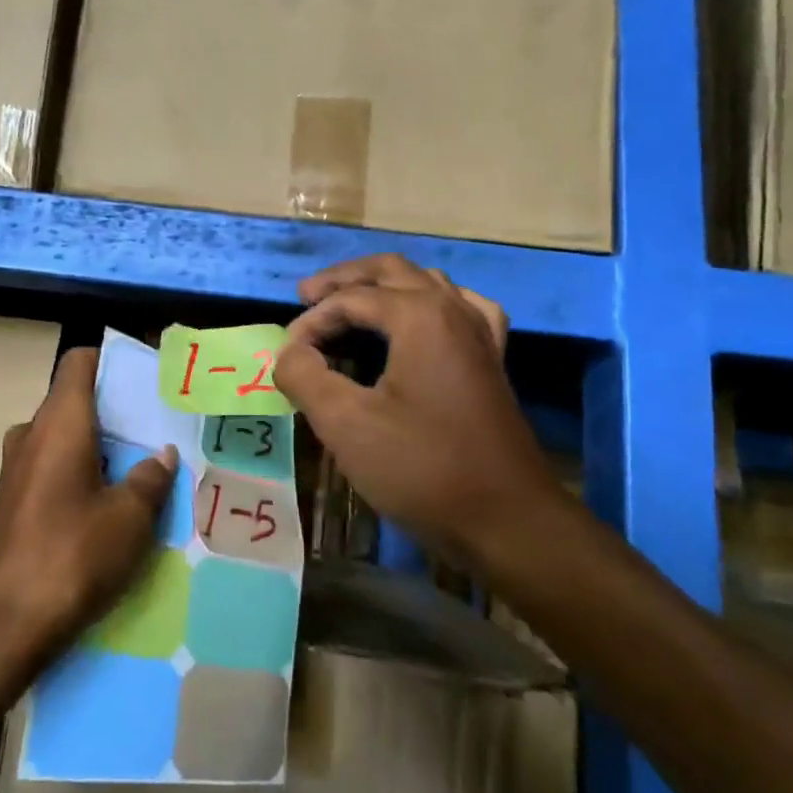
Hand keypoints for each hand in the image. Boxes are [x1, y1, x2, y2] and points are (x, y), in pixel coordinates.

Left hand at [0, 347, 177, 651]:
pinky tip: (112, 507)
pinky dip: (83, 474)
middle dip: (117, 412)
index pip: (79, 362)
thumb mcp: (130, 518)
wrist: (3, 625)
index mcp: (59, 423)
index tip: (148, 379)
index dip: (113, 361)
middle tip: (159, 431)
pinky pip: (54, 469)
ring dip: (102, 448)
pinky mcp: (13, 503)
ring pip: (66, 439)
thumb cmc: (72, 555)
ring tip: (144, 471)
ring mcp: (17, 470)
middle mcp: (32, 435)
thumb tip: (161, 456)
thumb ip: (150, 478)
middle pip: (76, 401)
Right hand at [275, 255, 564, 570]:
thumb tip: (289, 352)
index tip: (286, 356)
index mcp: (420, 315)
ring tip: (352, 304)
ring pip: (427, 284)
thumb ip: (305, 376)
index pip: (351, 299)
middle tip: (306, 297)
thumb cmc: (422, 467)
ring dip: (384, 288)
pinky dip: (429, 305)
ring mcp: (480, 335)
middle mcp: (454, 311)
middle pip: (392, 272)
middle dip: (345, 281)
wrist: (506, 520)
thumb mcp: (346, 423)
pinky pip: (459, 310)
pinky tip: (423, 322)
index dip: (311, 321)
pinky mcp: (491, 362)